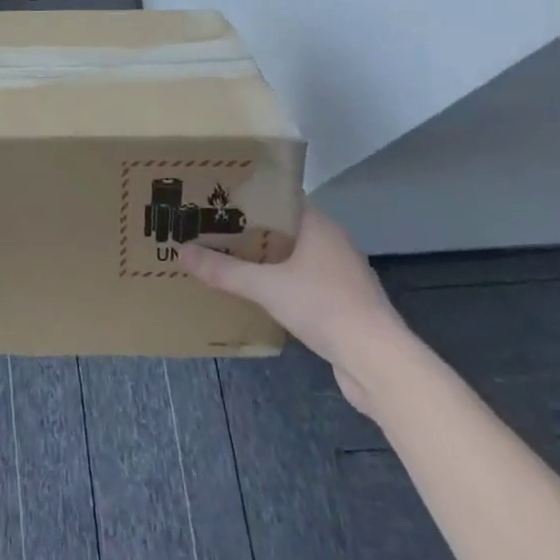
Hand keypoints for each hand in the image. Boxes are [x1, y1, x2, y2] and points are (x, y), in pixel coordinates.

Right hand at [178, 204, 406, 413]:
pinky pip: (302, 284)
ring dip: (265, 260)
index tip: (218, 200)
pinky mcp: (342, 304)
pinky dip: (280, 285)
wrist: (378, 362)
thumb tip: (181, 252)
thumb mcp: (265, 287)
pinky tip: (256, 295)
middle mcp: (331, 243)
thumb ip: (224, 271)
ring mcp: (340, 275)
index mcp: (318, 226)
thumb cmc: (324, 306)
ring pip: (293, 258)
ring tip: (227, 260)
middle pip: (283, 228)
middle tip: (211, 229)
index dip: (249, 197)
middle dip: (249, 231)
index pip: (280, 198)